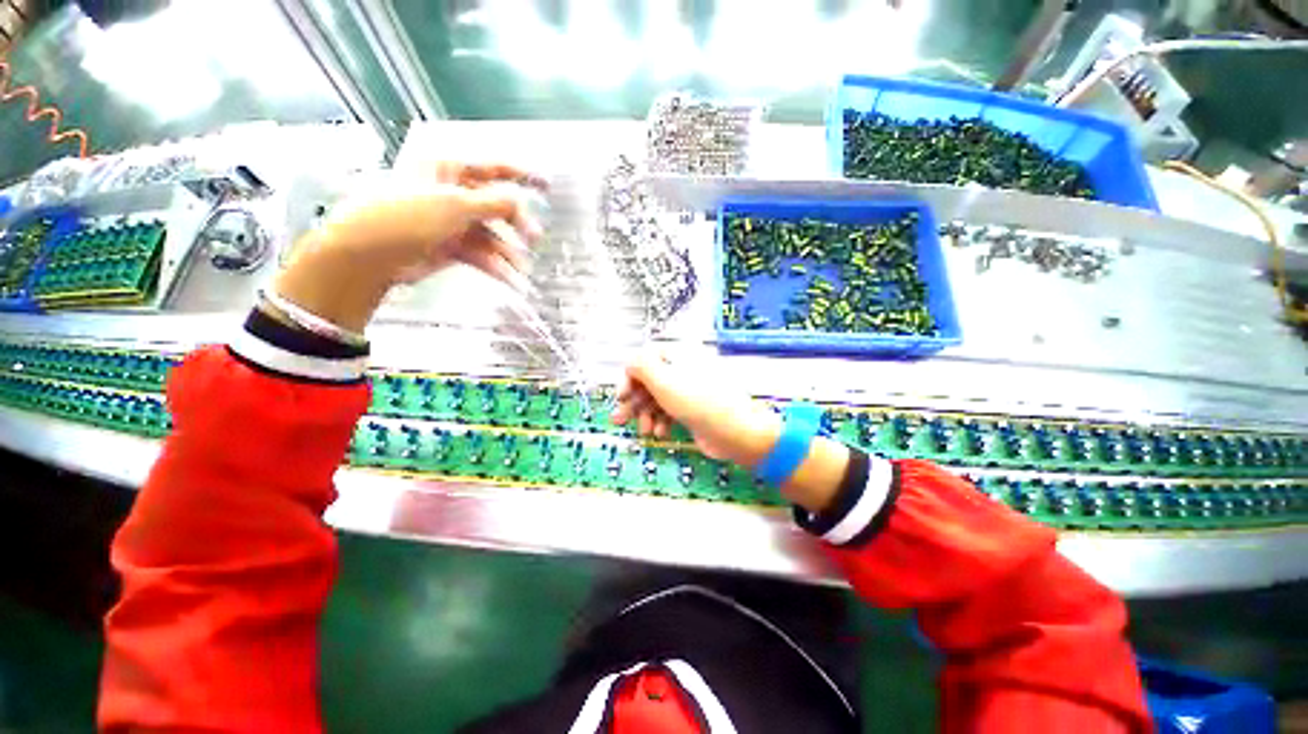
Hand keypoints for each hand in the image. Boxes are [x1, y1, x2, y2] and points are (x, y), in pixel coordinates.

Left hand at [274, 163, 545, 331]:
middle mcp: (453, 194)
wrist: (370, 255)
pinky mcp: (452, 247)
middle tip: (535, 239)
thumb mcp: (454, 205)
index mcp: (449, 170)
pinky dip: (496, 267)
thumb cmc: (406, 217)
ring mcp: (453, 222)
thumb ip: (493, 203)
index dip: (522, 175)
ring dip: (508, 253)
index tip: (547, 185)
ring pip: (492, 235)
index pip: (492, 168)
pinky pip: (482, 254)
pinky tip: (510, 279)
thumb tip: (521, 201)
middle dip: (517, 224)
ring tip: (522, 269)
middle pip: (497, 207)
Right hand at [612, 350, 781, 467]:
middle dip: (634, 402)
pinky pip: (670, 411)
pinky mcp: (693, 409)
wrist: (735, 431)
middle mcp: (683, 369)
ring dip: (646, 415)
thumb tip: (630, 363)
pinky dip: (662, 421)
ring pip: (658, 398)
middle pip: (650, 382)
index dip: (631, 378)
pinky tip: (662, 433)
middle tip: (620, 420)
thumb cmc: (697, 401)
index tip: (623, 396)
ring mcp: (689, 390)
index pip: (646, 360)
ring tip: (645, 431)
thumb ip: (641, 366)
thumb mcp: (664, 380)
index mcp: (679, 355)